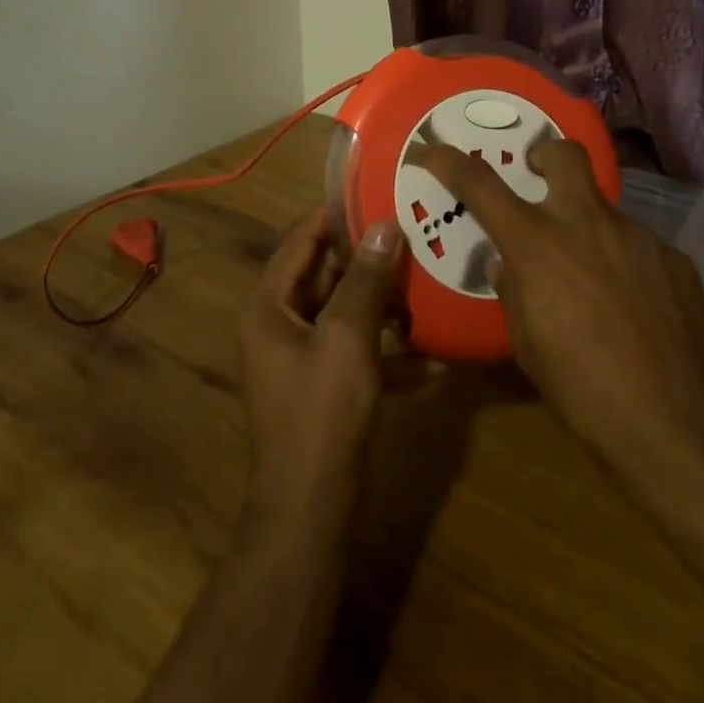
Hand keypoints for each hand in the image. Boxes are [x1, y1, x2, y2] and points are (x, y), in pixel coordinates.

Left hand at [239, 207, 409, 530]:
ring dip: (383, 301)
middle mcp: (279, 323)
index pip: (300, 239)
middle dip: (368, 257)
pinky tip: (433, 357)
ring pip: (345, 311)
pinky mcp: (325, 385)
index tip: (375, 190)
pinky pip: (357, 350)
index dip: (335, 213)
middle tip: (413, 230)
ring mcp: (302, 356)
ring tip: (427, 280)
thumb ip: (366, 280)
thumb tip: (383, 225)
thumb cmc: (322, 415)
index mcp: (270, 304)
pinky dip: (388, 349)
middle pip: (325, 273)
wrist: (311, 512)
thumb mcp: (348, 339)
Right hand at [412, 140, 703, 497]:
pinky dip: (624, 263)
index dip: (448, 160)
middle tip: (538, 179)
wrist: (677, 424)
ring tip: (593, 281)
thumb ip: (513, 291)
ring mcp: (638, 236)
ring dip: (588, 229)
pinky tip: (634, 308)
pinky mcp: (675, 259)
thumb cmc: (583, 390)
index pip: (480, 184)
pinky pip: (638, 247)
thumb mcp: (527, 344)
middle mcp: (588, 223)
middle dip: (545, 156)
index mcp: (538, 243)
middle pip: (564, 154)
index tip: (429, 150)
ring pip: (604, 210)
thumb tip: (510, 265)